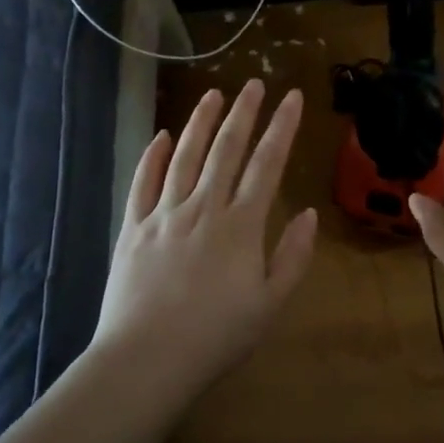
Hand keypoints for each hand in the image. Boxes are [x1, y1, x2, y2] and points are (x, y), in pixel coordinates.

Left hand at [92, 81, 317, 397]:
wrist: (147, 359)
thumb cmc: (216, 337)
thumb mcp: (270, 305)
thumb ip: (293, 257)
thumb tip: (310, 213)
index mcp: (240, 225)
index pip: (267, 164)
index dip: (281, 128)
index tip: (291, 98)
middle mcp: (203, 207)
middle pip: (226, 149)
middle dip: (243, 113)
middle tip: (254, 83)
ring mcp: (164, 214)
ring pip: (184, 156)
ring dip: (200, 122)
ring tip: (213, 95)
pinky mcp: (133, 228)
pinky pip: (143, 182)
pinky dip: (153, 156)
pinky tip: (161, 136)